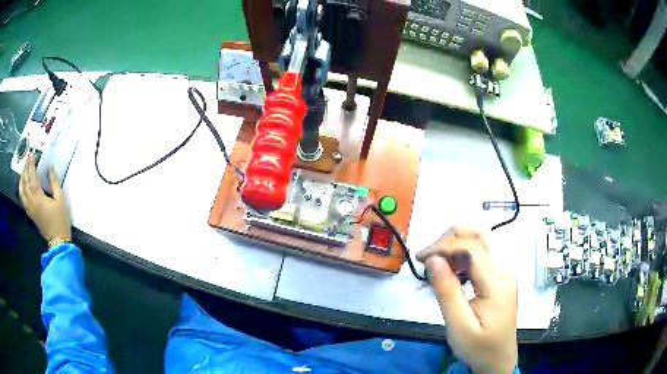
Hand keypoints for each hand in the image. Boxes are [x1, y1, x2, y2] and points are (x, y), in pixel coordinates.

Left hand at [19, 153, 71, 242]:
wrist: (58, 241)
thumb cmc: (61, 220)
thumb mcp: (61, 200)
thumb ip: (54, 182)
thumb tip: (50, 168)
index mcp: (39, 198)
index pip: (32, 178)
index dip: (31, 165)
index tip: (31, 154)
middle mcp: (32, 203)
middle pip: (25, 183)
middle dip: (26, 169)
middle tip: (28, 158)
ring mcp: (30, 209)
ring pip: (22, 191)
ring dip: (22, 179)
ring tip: (24, 169)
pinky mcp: (30, 214)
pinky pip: (23, 199)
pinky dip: (21, 189)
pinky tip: (23, 185)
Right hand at [417, 227, 516, 373]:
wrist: (498, 359)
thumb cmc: (479, 347)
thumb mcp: (458, 325)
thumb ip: (447, 291)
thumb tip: (433, 259)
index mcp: (497, 281)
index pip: (471, 246)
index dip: (443, 245)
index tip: (421, 259)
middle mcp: (504, 268)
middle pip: (480, 232)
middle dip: (450, 237)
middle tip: (429, 257)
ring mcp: (504, 270)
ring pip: (481, 239)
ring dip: (456, 244)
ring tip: (436, 265)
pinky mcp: (499, 275)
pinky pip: (481, 253)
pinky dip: (462, 255)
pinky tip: (451, 272)